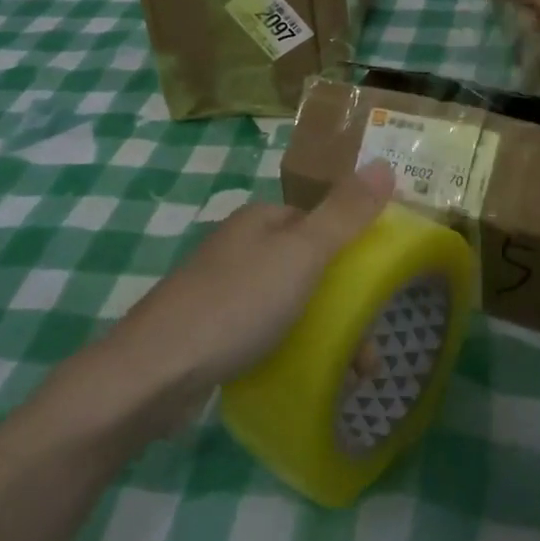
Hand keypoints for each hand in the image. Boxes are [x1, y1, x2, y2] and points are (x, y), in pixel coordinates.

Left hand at [110, 162, 394, 395]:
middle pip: (306, 266)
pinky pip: (264, 334)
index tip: (381, 286)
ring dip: (323, 333)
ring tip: (350, 374)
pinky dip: (290, 350)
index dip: (353, 247)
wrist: (154, 373)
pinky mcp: (210, 333)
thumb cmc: (237, 303)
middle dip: (342, 303)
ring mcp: (221, 291)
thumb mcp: (302, 253)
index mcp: (260, 220)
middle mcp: (240, 248)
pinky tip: (303, 376)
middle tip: (368, 348)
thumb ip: (345, 213)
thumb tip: (386, 164)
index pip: (319, 221)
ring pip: (288, 304)